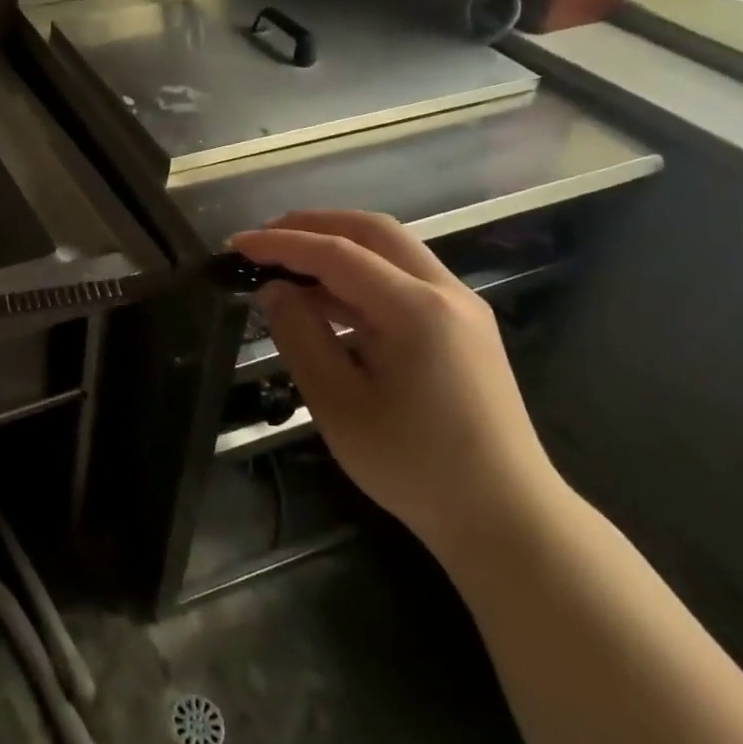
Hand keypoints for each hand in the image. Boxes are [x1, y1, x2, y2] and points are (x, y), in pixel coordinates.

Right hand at [229, 211, 561, 555]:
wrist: (506, 518)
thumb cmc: (414, 466)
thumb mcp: (338, 404)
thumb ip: (300, 336)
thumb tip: (274, 290)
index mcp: (417, 310)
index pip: (337, 253)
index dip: (281, 244)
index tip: (236, 245)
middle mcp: (446, 292)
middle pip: (372, 230)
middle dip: (312, 224)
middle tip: (264, 238)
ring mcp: (461, 307)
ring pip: (392, 249)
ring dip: (337, 246)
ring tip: (286, 265)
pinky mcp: (464, 327)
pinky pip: (404, 278)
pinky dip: (360, 274)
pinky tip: (326, 299)